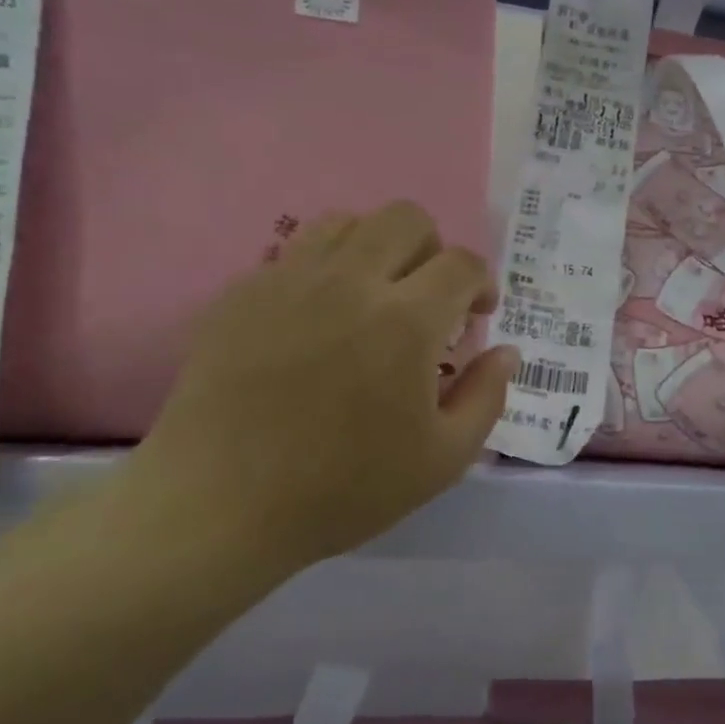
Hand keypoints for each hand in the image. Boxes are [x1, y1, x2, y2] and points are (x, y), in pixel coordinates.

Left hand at [125, 202, 518, 571]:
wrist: (218, 505)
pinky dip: (324, 271)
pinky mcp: (242, 293)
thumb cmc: (343, 488)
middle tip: (428, 299)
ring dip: (377, 248)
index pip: (461, 264)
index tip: (476, 315)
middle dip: (433, 250)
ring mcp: (289, 281)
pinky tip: (318, 320)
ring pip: (347, 222)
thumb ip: (487, 396)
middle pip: (407, 218)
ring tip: (374, 297)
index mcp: (406, 321)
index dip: (481, 283)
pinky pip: (295, 253)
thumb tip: (505, 351)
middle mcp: (350, 282)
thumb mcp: (443, 459)